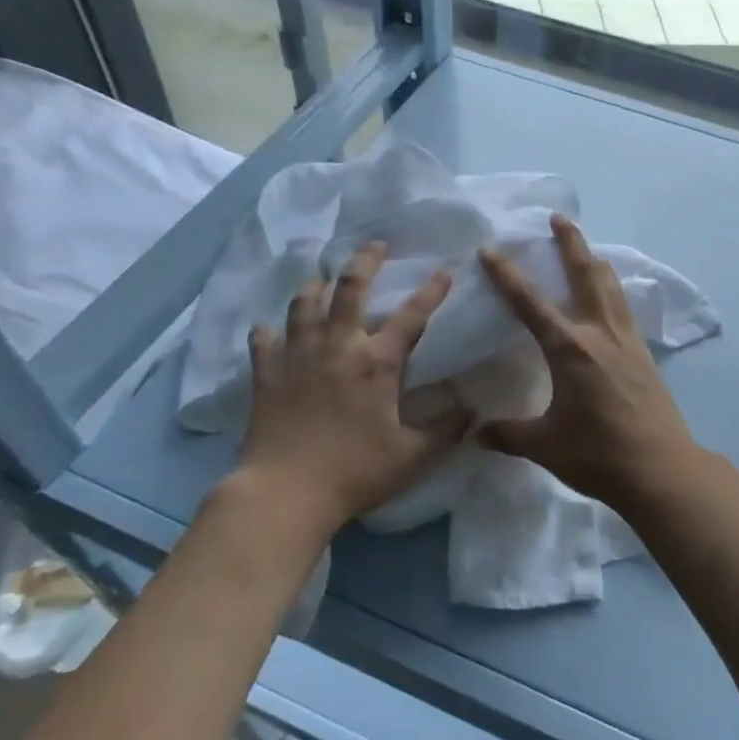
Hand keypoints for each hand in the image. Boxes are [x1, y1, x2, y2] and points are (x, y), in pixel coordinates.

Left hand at [228, 242, 470, 546]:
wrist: (286, 493)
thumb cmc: (355, 473)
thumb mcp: (413, 457)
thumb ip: (447, 430)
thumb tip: (474, 409)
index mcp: (377, 363)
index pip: (412, 316)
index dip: (431, 291)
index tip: (444, 271)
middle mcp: (338, 347)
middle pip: (349, 289)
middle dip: (364, 262)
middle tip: (374, 246)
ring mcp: (298, 358)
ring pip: (303, 306)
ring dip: (314, 287)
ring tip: (319, 279)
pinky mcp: (267, 376)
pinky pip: (264, 343)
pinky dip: (266, 332)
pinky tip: (267, 328)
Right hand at [478, 214, 701, 508]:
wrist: (660, 469)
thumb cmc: (598, 455)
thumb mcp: (545, 446)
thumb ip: (508, 434)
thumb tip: (477, 432)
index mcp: (570, 349)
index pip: (531, 303)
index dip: (507, 275)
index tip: (491, 249)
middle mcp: (600, 333)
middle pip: (586, 274)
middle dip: (571, 243)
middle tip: (559, 217)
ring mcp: (627, 341)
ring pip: (610, 286)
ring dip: (594, 261)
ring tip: (585, 248)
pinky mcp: (643, 354)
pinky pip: (624, 307)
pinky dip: (611, 289)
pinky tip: (609, 297)